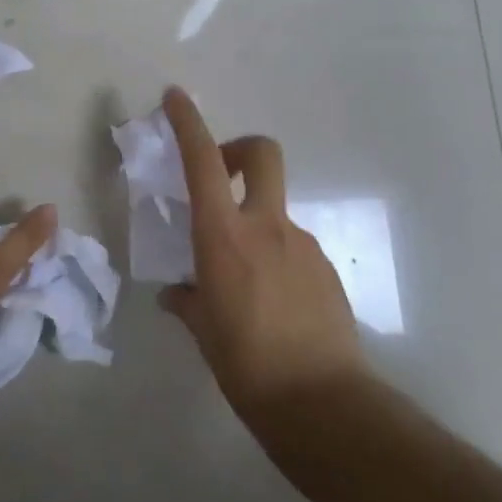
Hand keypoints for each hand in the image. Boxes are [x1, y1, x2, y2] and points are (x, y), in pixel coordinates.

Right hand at [159, 87, 367, 432]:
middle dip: (240, 149)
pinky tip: (272, 303)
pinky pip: (293, 247)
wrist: (324, 404)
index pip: (204, 161)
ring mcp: (303, 245)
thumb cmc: (247, 365)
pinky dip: (276, 257)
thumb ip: (187, 301)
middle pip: (262, 154)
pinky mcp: (327, 270)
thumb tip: (176, 294)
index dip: (188, 123)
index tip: (175, 97)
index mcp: (225, 236)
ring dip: (255, 222)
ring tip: (242, 279)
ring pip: (276, 209)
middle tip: (222, 176)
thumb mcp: (204, 331)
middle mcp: (267, 227)